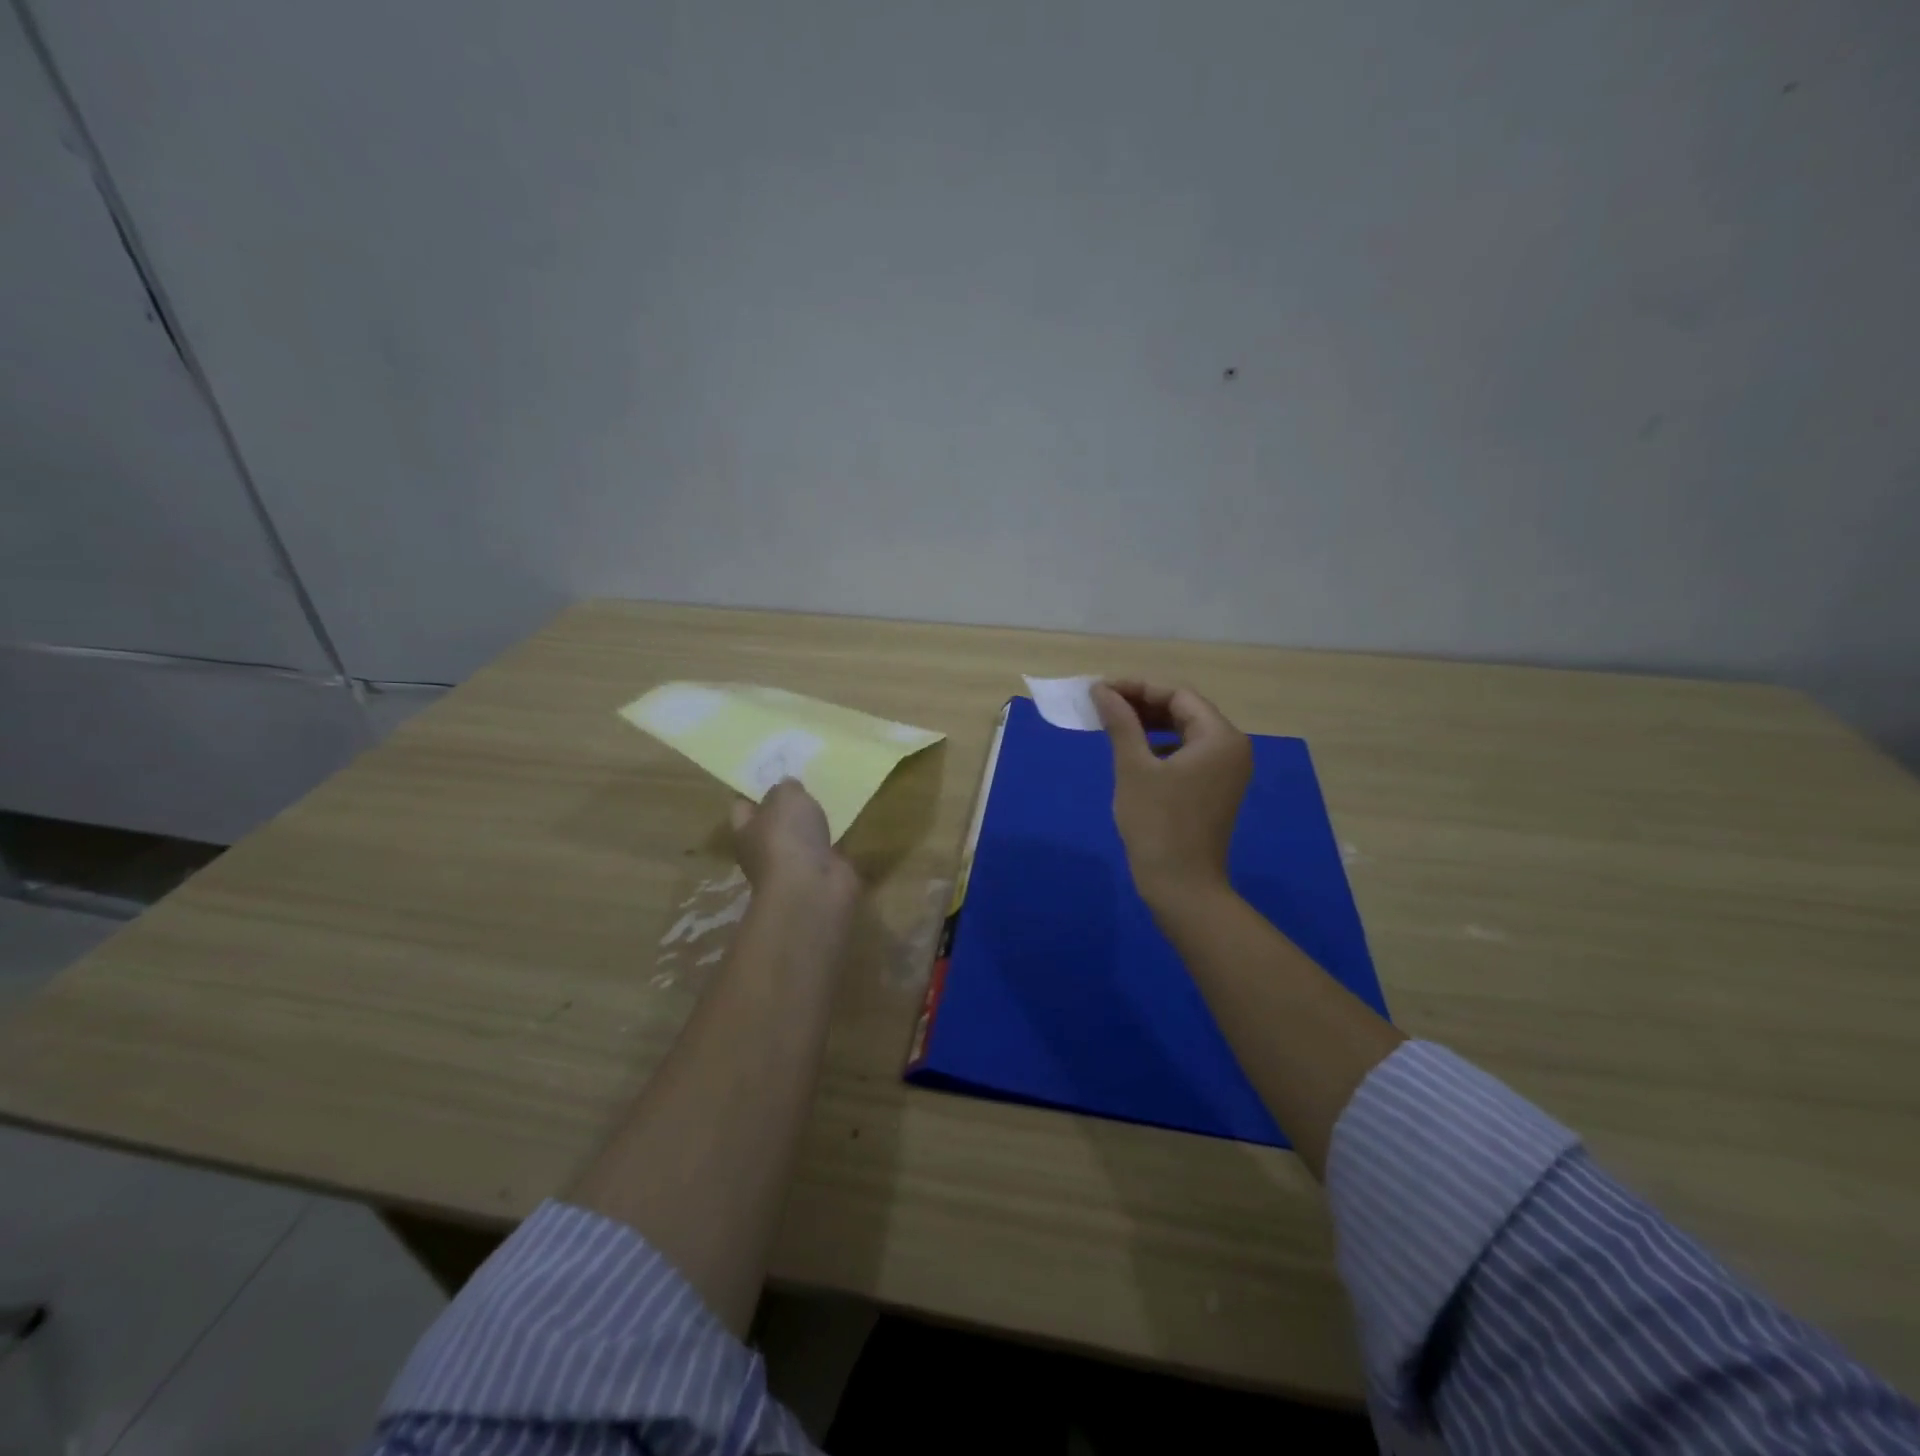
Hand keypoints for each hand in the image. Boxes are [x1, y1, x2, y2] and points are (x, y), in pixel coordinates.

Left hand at [729, 779, 859, 912]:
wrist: (813, 887)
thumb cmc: (787, 837)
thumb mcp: (785, 797)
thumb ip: (785, 787)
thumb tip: (787, 786)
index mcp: (745, 831)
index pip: (742, 806)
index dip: (754, 790)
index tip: (772, 772)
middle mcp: (764, 850)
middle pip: (773, 823)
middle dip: (787, 806)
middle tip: (805, 781)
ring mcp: (794, 864)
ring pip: (800, 837)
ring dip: (812, 823)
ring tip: (827, 797)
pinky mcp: (820, 873)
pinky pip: (825, 849)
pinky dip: (833, 838)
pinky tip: (844, 821)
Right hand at [1092, 681, 1252, 915]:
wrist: (1181, 885)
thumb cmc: (1157, 823)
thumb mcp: (1133, 767)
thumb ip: (1121, 722)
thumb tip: (1102, 690)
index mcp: (1220, 737)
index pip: (1177, 695)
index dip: (1138, 688)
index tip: (1101, 690)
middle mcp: (1231, 748)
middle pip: (1185, 710)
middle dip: (1143, 704)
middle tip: (1103, 704)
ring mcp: (1227, 770)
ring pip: (1186, 732)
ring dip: (1150, 724)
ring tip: (1113, 724)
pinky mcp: (1216, 789)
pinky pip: (1189, 753)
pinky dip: (1161, 746)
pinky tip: (1134, 751)